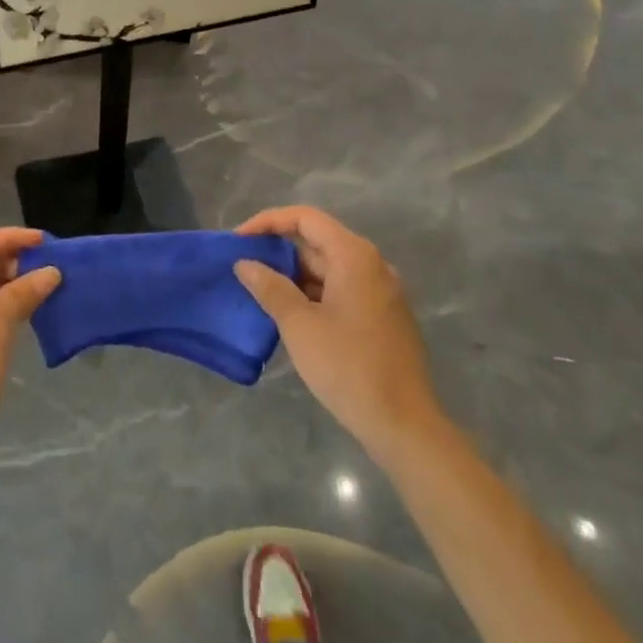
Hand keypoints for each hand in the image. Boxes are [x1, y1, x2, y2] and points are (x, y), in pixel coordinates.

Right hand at [235, 206, 440, 465]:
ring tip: (259, 290)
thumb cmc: (348, 367)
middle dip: (278, 250)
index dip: (268, 222)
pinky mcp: (382, 316)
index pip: (305, 218)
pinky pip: (341, 289)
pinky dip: (313, 293)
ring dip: (294, 275)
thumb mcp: (299, 326)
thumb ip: (270, 288)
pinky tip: (290, 314)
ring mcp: (381, 291)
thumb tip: (245, 264)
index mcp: (354, 256)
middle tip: (244, 266)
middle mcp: (372, 265)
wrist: (403, 424)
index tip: (239, 240)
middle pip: (318, 241)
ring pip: (329, 268)